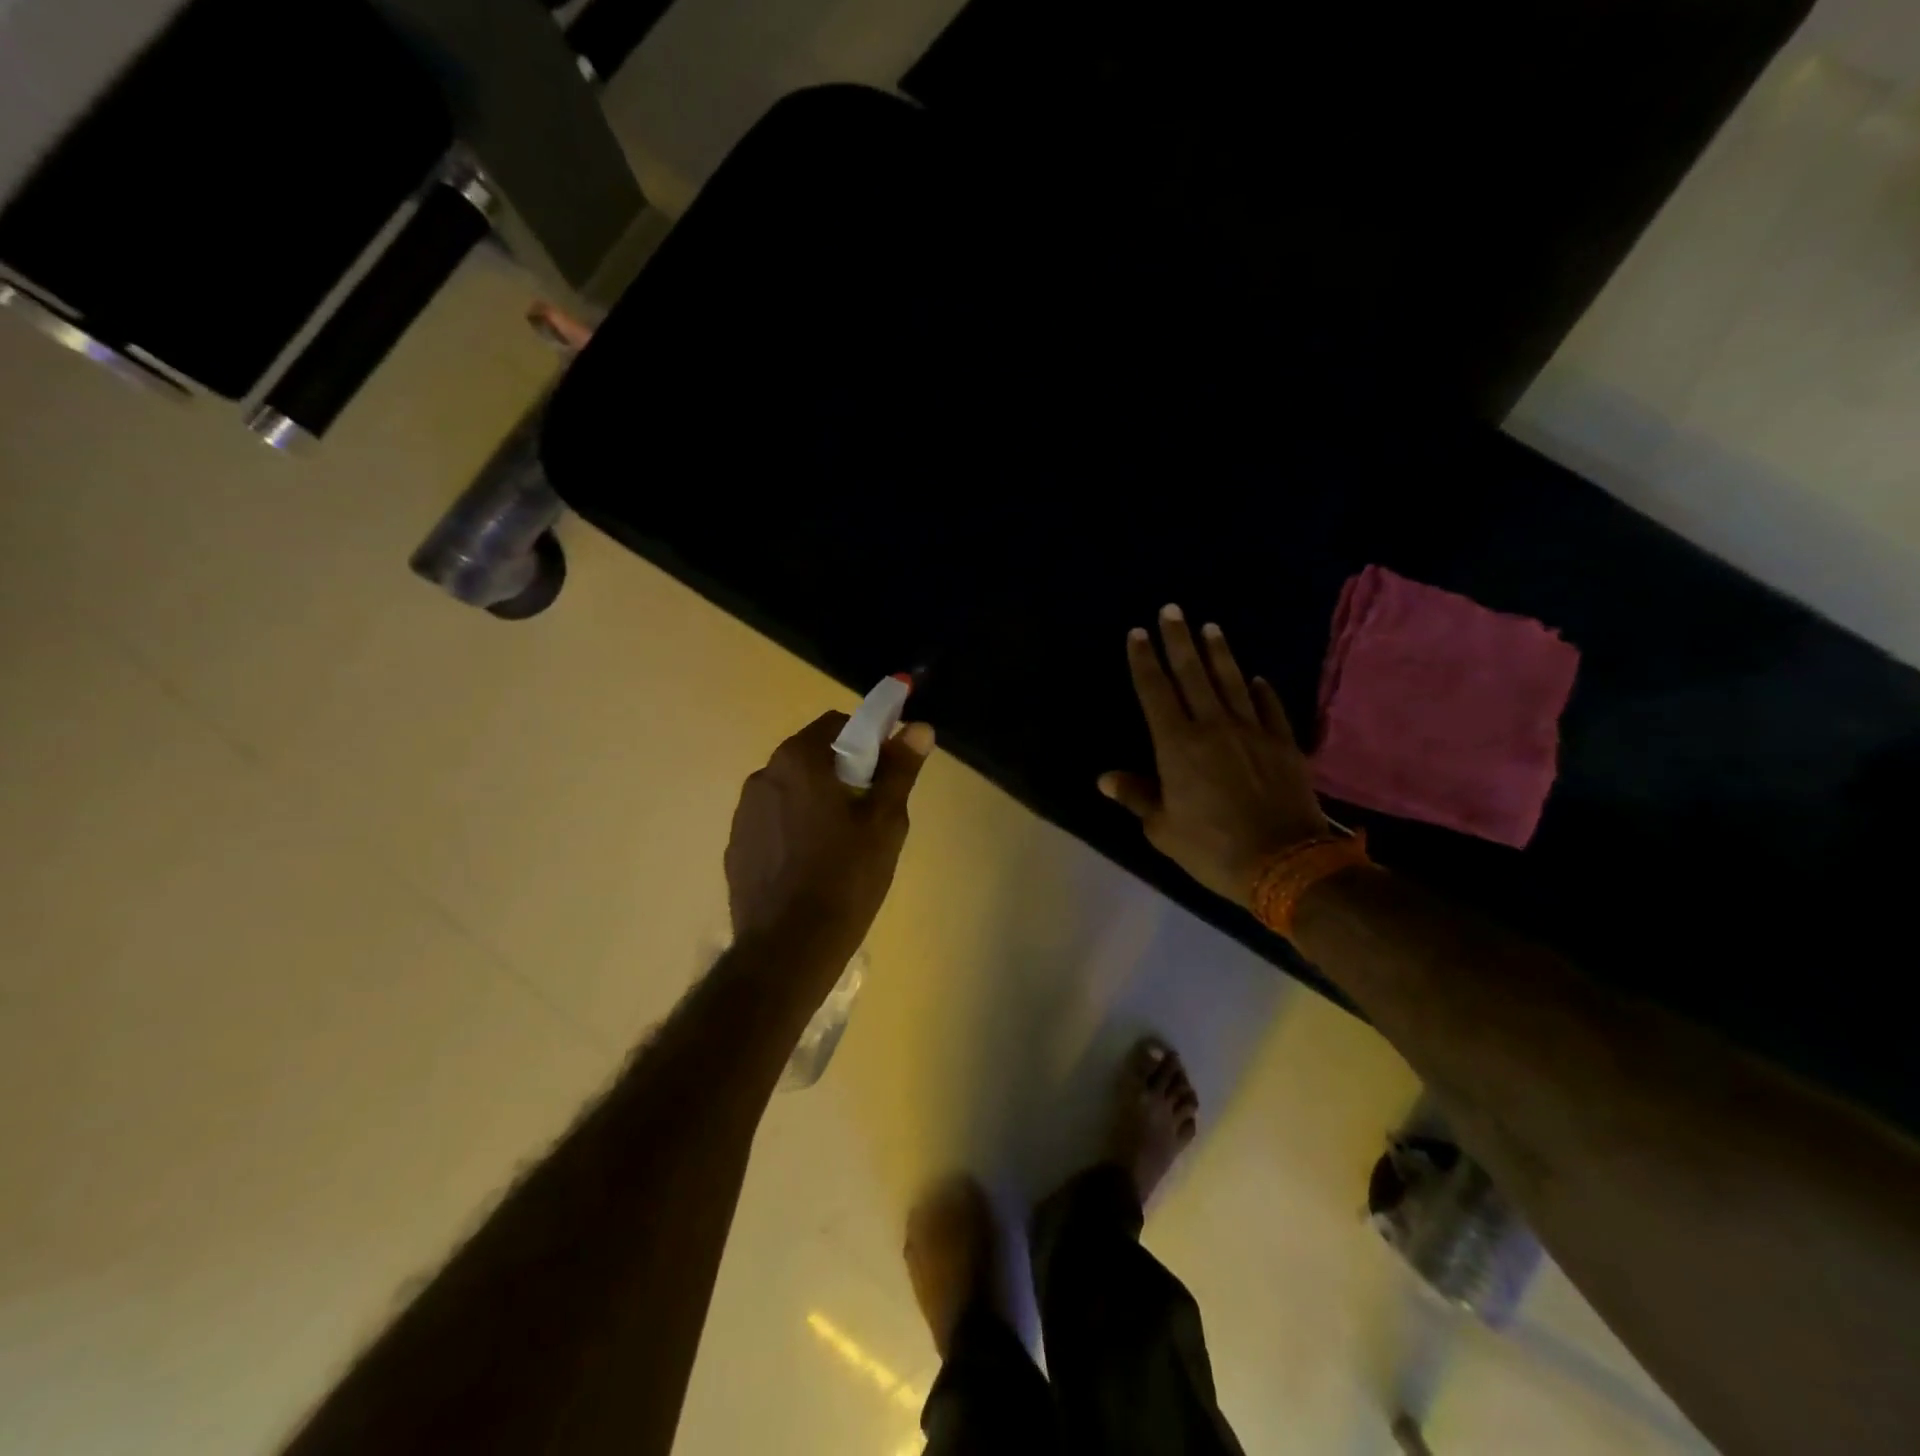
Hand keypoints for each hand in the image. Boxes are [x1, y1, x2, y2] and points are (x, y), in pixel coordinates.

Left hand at [725, 711, 934, 967]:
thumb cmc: (845, 877)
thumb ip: (900, 769)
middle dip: (843, 773)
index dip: (868, 741)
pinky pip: (774, 822)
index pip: (837, 724)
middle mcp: (764, 776)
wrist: (789, 948)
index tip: (886, 772)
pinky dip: (794, 829)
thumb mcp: (885, 822)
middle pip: (812, 757)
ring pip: (792, 791)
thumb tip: (919, 728)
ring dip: (816, 801)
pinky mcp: (737, 847)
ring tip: (841, 845)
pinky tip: (811, 867)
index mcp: (798, 761)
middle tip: (870, 812)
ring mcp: (744, 814)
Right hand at [1100, 606, 1329, 908]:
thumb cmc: (1211, 847)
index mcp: (1177, 745)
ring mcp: (1252, 731)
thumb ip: (1136, 796)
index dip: (1144, 661)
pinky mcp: (1283, 744)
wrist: (1284, 862)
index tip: (1137, 634)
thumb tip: (1105, 778)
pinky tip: (1258, 678)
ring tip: (1210, 627)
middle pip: (1192, 674)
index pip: (1155, 691)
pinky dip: (1262, 691)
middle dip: (1178, 640)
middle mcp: (1213, 726)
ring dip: (1219, 653)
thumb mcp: (1163, 828)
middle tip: (1172, 609)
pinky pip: (1270, 708)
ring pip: (1232, 681)